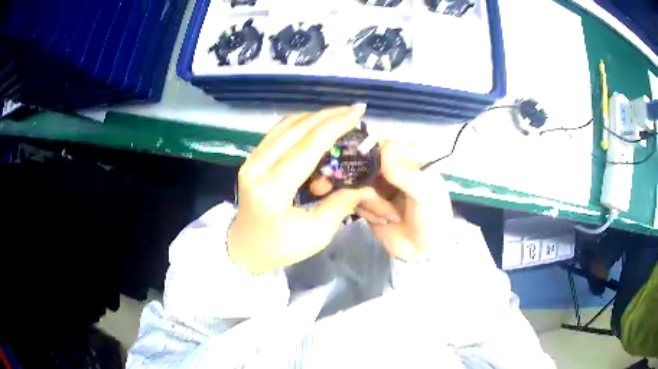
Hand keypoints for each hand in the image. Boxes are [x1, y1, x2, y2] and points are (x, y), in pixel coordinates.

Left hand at [228, 105, 377, 273]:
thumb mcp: (317, 234)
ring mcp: (250, 161)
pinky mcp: (251, 159)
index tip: (358, 112)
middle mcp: (257, 168)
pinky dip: (301, 124)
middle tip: (353, 110)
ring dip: (314, 117)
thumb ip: (341, 204)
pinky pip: (278, 132)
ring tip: (340, 116)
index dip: (335, 126)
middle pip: (296, 129)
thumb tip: (364, 182)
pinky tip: (318, 125)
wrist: (245, 249)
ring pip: (285, 125)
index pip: (307, 147)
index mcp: (273, 190)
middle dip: (328, 115)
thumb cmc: (280, 247)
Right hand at [354, 142, 455, 261]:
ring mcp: (377, 185)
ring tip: (389, 216)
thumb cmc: (432, 218)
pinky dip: (367, 211)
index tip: (366, 169)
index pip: (383, 144)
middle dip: (365, 181)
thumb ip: (405, 172)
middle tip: (370, 195)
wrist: (422, 251)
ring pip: (356, 182)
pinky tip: (382, 220)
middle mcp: (390, 167)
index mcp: (408, 158)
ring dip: (371, 202)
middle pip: (363, 162)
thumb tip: (383, 149)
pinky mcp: (367, 202)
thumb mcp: (425, 194)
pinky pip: (354, 199)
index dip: (370, 154)